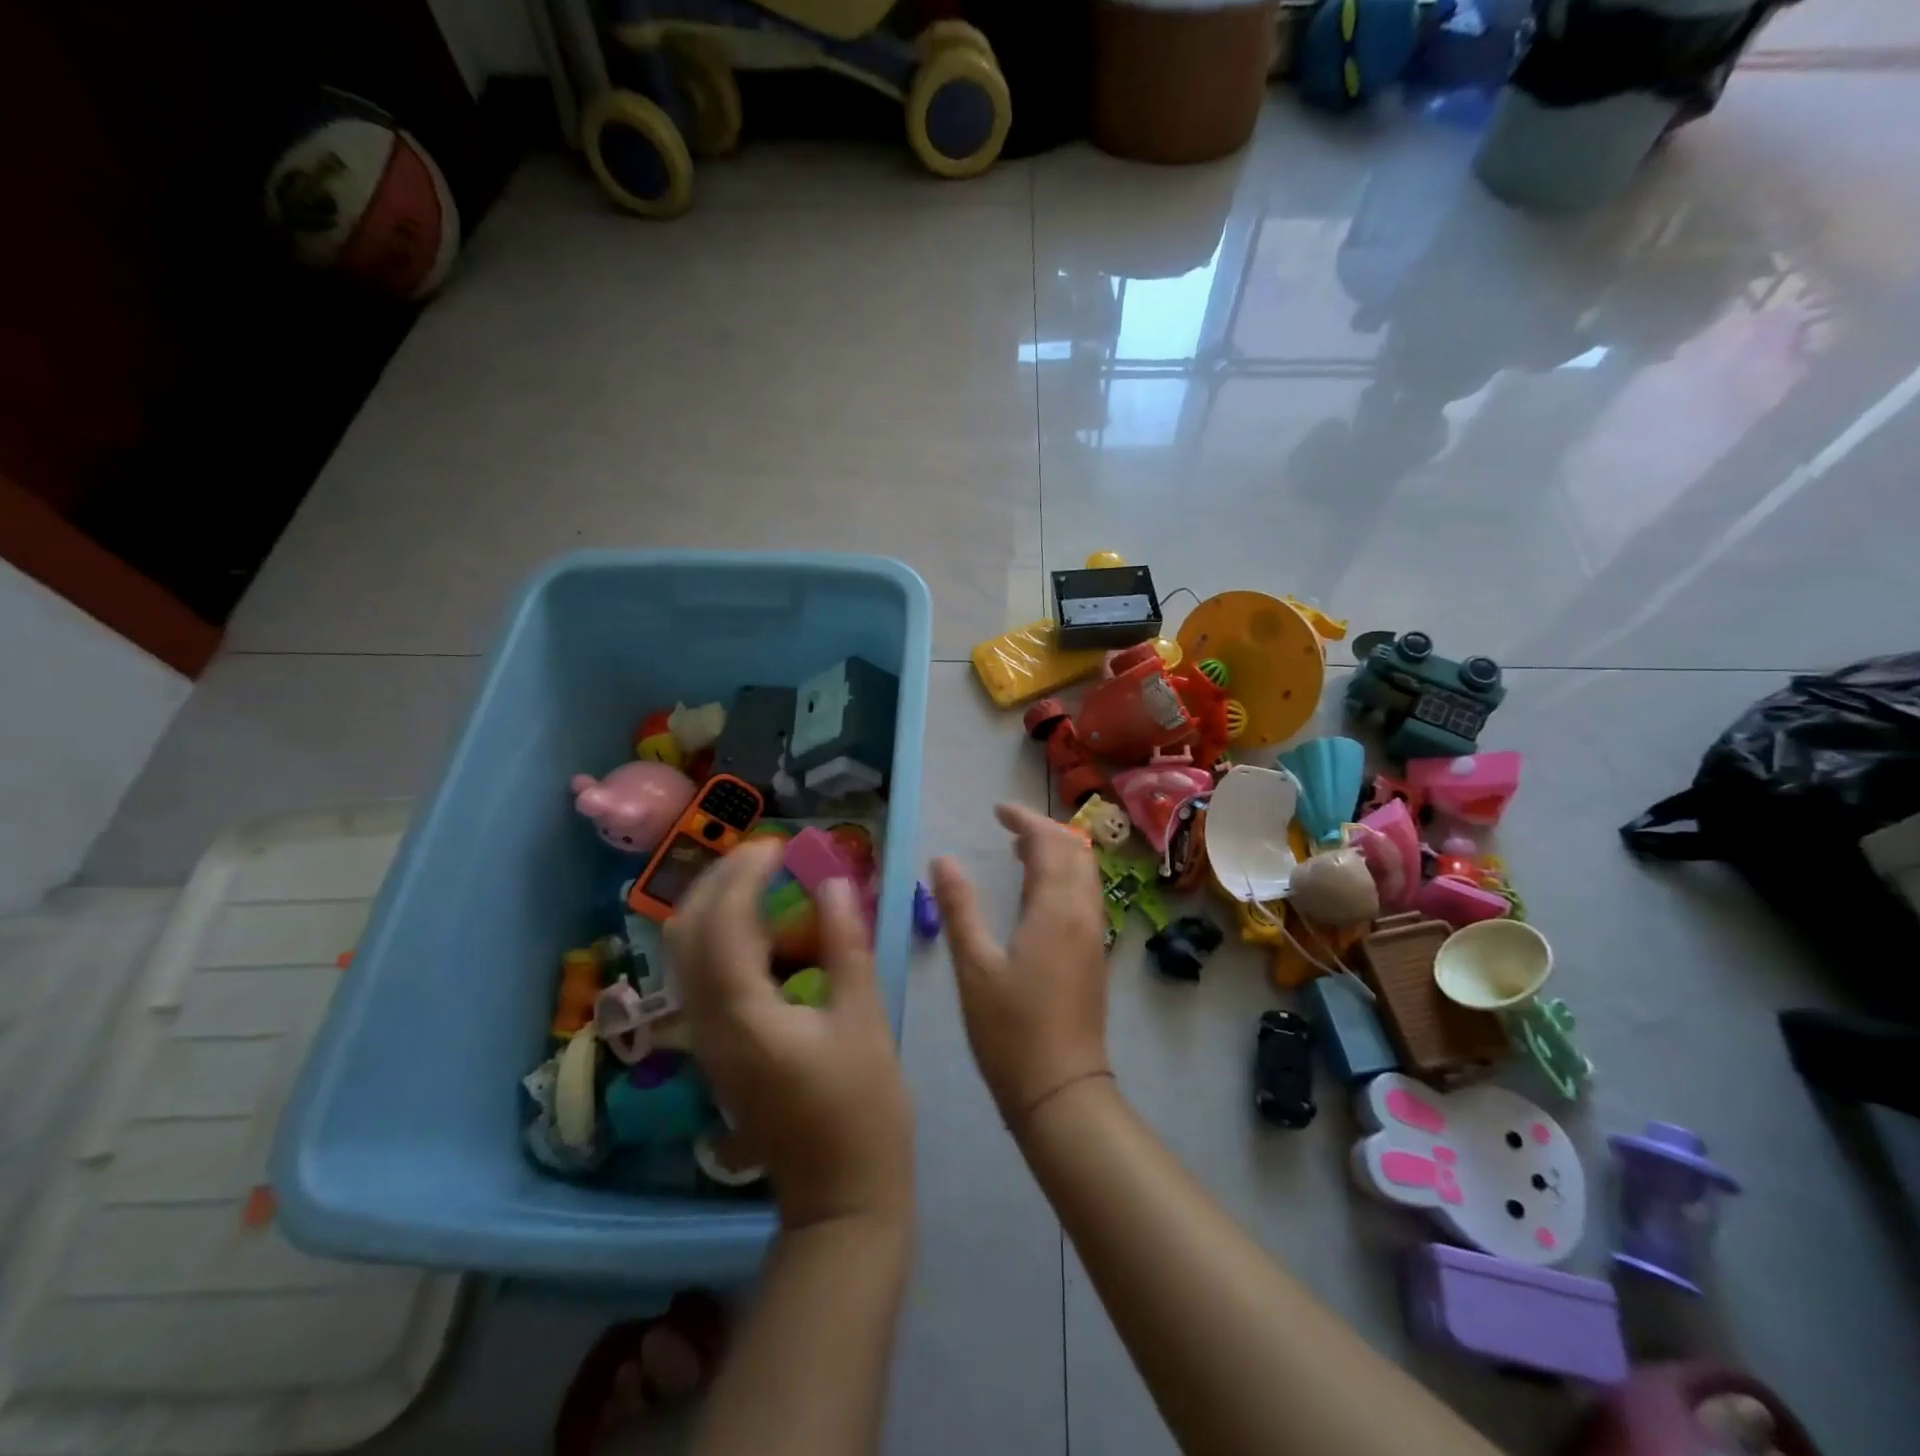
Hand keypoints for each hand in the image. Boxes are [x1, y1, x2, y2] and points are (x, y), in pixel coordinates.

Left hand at [669, 838, 912, 1231]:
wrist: (840, 1196)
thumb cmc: (863, 1108)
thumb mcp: (864, 1018)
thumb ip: (845, 944)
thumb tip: (834, 881)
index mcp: (743, 1015)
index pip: (723, 922)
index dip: (746, 873)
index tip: (782, 845)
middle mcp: (708, 1023)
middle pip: (685, 932)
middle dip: (718, 879)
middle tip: (765, 853)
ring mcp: (706, 1040)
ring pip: (685, 953)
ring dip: (714, 903)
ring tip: (761, 875)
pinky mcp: (718, 1048)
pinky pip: (701, 974)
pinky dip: (721, 934)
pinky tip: (760, 923)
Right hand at [930, 803, 1111, 1124]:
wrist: (1061, 1091)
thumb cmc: (1011, 1029)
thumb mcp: (974, 966)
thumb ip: (959, 907)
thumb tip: (943, 859)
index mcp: (1056, 909)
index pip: (1050, 843)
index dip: (1026, 820)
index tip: (998, 811)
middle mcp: (1084, 914)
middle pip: (1076, 851)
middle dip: (1045, 831)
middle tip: (1008, 828)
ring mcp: (1094, 936)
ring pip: (1085, 874)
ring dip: (1057, 853)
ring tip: (1019, 853)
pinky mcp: (1093, 957)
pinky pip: (1084, 897)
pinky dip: (1063, 878)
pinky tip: (1035, 897)